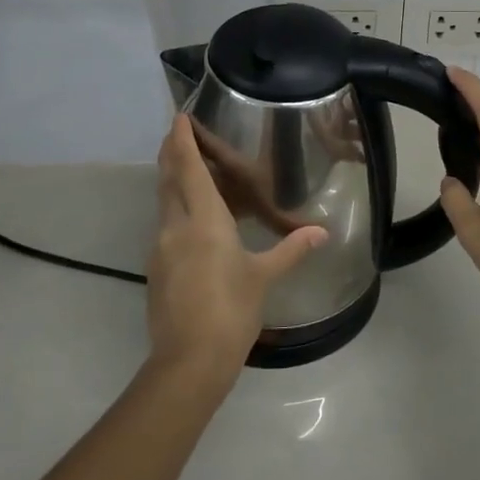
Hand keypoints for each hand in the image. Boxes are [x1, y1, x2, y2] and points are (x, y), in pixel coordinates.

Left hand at [148, 114, 326, 377]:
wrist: (189, 362)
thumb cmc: (231, 311)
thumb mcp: (264, 277)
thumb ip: (291, 249)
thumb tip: (321, 232)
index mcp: (203, 221)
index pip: (188, 168)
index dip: (181, 140)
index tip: (178, 117)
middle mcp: (175, 227)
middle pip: (168, 180)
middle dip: (171, 153)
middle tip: (179, 134)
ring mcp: (161, 250)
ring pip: (164, 203)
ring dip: (172, 181)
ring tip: (189, 171)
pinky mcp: (157, 270)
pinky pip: (166, 227)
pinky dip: (176, 210)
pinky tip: (193, 221)